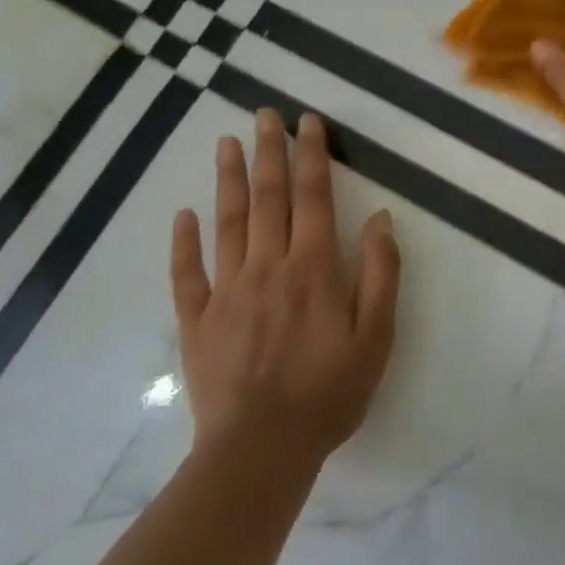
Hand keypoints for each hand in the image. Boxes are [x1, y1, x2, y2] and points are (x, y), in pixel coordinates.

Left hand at [170, 110, 400, 472]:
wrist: (261, 450)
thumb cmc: (330, 392)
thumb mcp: (377, 335)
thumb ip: (381, 272)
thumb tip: (379, 217)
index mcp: (313, 268)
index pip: (313, 197)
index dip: (311, 156)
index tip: (307, 123)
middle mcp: (268, 267)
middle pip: (268, 198)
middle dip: (268, 152)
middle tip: (263, 114)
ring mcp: (228, 292)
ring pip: (228, 223)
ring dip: (228, 180)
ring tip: (226, 143)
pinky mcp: (197, 321)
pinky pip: (187, 274)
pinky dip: (184, 242)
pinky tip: (183, 215)